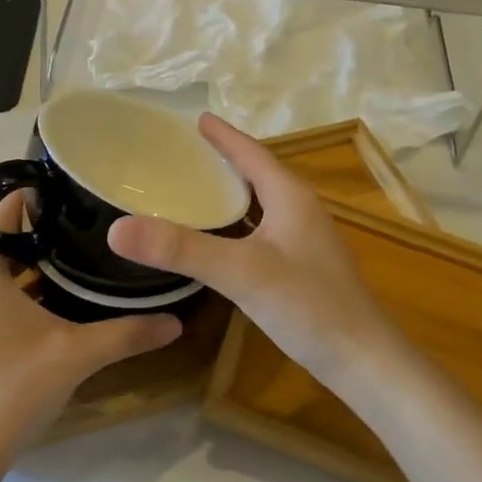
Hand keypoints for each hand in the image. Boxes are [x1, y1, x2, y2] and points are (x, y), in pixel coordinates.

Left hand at [0, 196, 181, 461]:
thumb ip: (128, 333)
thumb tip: (176, 322)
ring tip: (73, 259)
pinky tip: (47, 303)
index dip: (38, 200)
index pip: (3, 211)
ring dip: (26, 262)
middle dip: (39, 232)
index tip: (76, 199)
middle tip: (85, 229)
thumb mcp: (77, 354)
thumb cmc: (14, 389)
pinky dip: (12, 287)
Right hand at [109, 114, 409, 391]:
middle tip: (183, 152)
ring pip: (260, 203)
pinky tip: (218, 238)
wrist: (364, 361)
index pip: (251, 153)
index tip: (195, 119)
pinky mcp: (302, 267)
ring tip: (195, 187)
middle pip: (256, 173)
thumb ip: (181, 249)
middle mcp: (300, 210)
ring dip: (230, 192)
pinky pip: (261, 230)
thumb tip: (118, 229)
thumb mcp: (240, 272)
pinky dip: (236, 223)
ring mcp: (304, 240)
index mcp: (290, 196)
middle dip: (223, 159)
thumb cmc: (308, 306)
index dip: (222, 136)